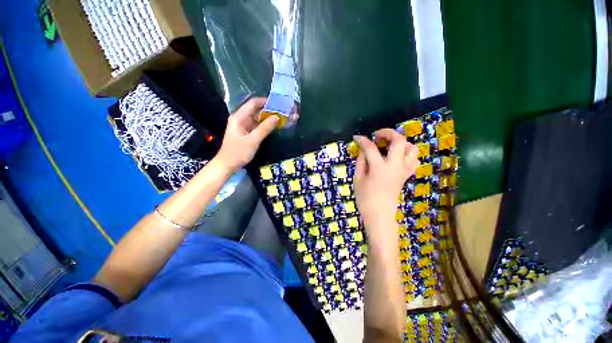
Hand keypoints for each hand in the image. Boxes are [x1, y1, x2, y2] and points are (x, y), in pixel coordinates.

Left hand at [215, 98, 277, 171]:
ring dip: (268, 118)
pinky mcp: (246, 132)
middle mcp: (241, 118)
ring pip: (257, 118)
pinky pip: (257, 125)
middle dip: (269, 110)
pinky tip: (274, 126)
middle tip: (283, 112)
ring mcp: (243, 125)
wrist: (227, 164)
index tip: (279, 103)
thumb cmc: (238, 152)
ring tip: (281, 118)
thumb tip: (277, 117)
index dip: (266, 101)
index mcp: (239, 117)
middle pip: (256, 110)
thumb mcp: (253, 140)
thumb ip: (265, 128)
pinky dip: (265, 125)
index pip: (253, 103)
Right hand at [353, 129, 419, 236]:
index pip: (371, 148)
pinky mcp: (406, 175)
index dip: (363, 140)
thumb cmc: (365, 198)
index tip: (357, 137)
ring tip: (389, 145)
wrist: (380, 214)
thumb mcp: (358, 179)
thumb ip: (361, 162)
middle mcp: (395, 166)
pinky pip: (414, 160)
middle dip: (388, 133)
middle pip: (399, 141)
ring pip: (412, 149)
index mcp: (380, 168)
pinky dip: (407, 154)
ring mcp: (403, 171)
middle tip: (378, 136)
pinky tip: (396, 157)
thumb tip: (364, 150)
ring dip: (401, 143)